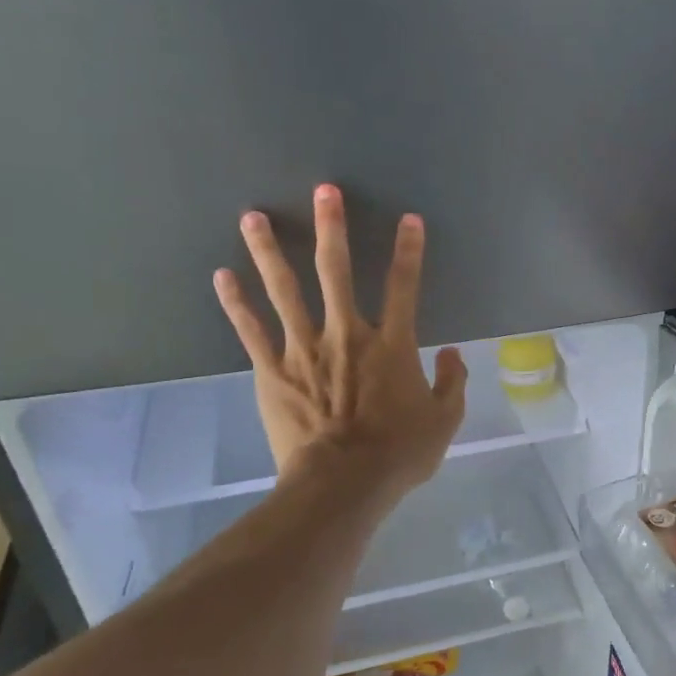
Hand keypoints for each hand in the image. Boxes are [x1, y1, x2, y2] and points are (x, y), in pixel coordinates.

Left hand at [213, 185, 466, 496]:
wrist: (343, 484)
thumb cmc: (399, 455)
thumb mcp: (444, 422)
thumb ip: (452, 383)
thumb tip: (451, 354)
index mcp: (392, 346)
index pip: (404, 287)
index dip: (409, 250)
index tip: (409, 219)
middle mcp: (346, 335)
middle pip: (337, 272)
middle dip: (332, 228)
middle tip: (324, 191)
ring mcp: (304, 350)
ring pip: (284, 290)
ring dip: (270, 251)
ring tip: (254, 217)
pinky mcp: (272, 371)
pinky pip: (251, 331)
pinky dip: (236, 304)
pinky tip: (222, 276)